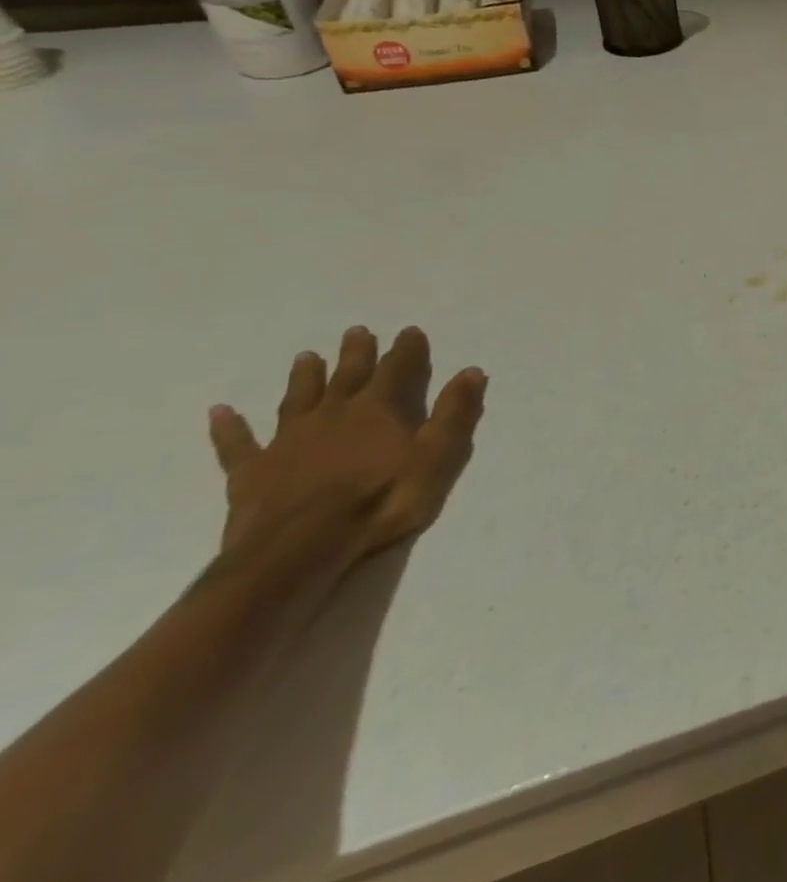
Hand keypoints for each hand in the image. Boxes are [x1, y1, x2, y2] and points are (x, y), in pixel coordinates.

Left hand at [207, 326, 486, 572]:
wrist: (302, 549)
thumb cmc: (382, 500)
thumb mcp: (437, 456)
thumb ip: (455, 413)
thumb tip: (471, 371)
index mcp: (379, 409)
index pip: (398, 369)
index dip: (407, 350)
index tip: (410, 331)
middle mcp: (334, 414)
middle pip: (347, 376)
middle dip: (356, 353)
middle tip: (357, 331)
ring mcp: (289, 441)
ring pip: (298, 399)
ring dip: (305, 378)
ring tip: (306, 357)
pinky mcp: (253, 472)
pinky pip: (238, 444)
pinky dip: (230, 427)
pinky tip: (220, 412)